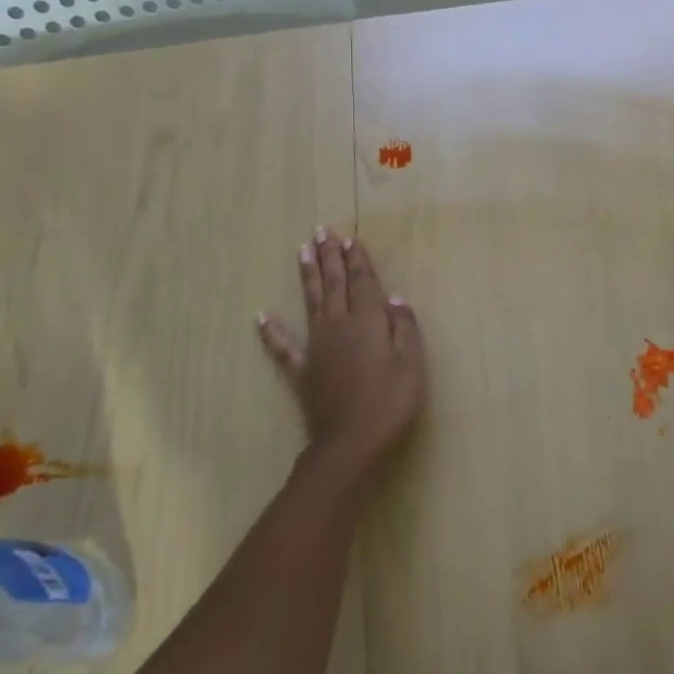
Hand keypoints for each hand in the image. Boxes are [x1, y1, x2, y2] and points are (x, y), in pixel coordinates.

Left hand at [258, 229, 426, 469]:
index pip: (363, 282)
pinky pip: (283, 347)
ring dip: (307, 276)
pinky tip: (261, 317)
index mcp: (368, 321)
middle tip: (322, 231)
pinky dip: (271, 332)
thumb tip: (394, 298)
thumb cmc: (391, 401)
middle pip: (334, 284)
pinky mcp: (303, 371)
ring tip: (302, 251)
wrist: (352, 442)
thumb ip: (404, 327)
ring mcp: (317, 347)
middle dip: (330, 257)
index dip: (358, 259)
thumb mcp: (412, 362)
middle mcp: (339, 325)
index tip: (351, 238)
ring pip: (311, 303)